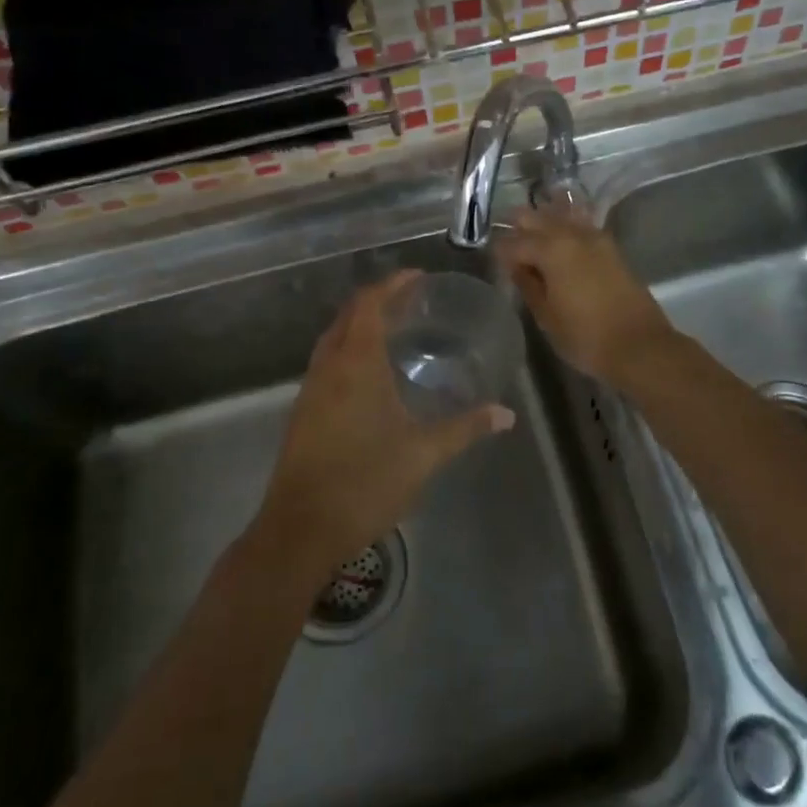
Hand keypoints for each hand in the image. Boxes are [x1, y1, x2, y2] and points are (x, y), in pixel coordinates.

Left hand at [255, 271, 514, 580]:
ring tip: (394, 330)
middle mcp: (329, 367)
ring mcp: (310, 390)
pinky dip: (348, 350)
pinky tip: (369, 375)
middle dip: (377, 300)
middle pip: (348, 316)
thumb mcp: (423, 454)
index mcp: (356, 364)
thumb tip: (506, 414)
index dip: (393, 284)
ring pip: (333, 339)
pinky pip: (327, 363)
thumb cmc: (365, 483)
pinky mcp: (303, 412)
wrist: (300, 530)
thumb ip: (465, 428)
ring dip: (359, 325)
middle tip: (411, 300)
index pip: (370, 304)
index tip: (418, 276)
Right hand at [494, 206, 679, 387]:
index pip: (514, 242)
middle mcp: (572, 235)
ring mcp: (596, 238)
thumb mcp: (547, 316)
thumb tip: (516, 266)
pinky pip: (581, 225)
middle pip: (537, 219)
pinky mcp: (611, 248)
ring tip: (531, 233)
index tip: (492, 261)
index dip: (500, 252)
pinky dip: (566, 225)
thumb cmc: (586, 337)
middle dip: (518, 226)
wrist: (640, 346)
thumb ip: (528, 285)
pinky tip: (560, 235)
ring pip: (561, 216)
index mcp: (551, 250)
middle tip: (506, 241)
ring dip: (543, 220)